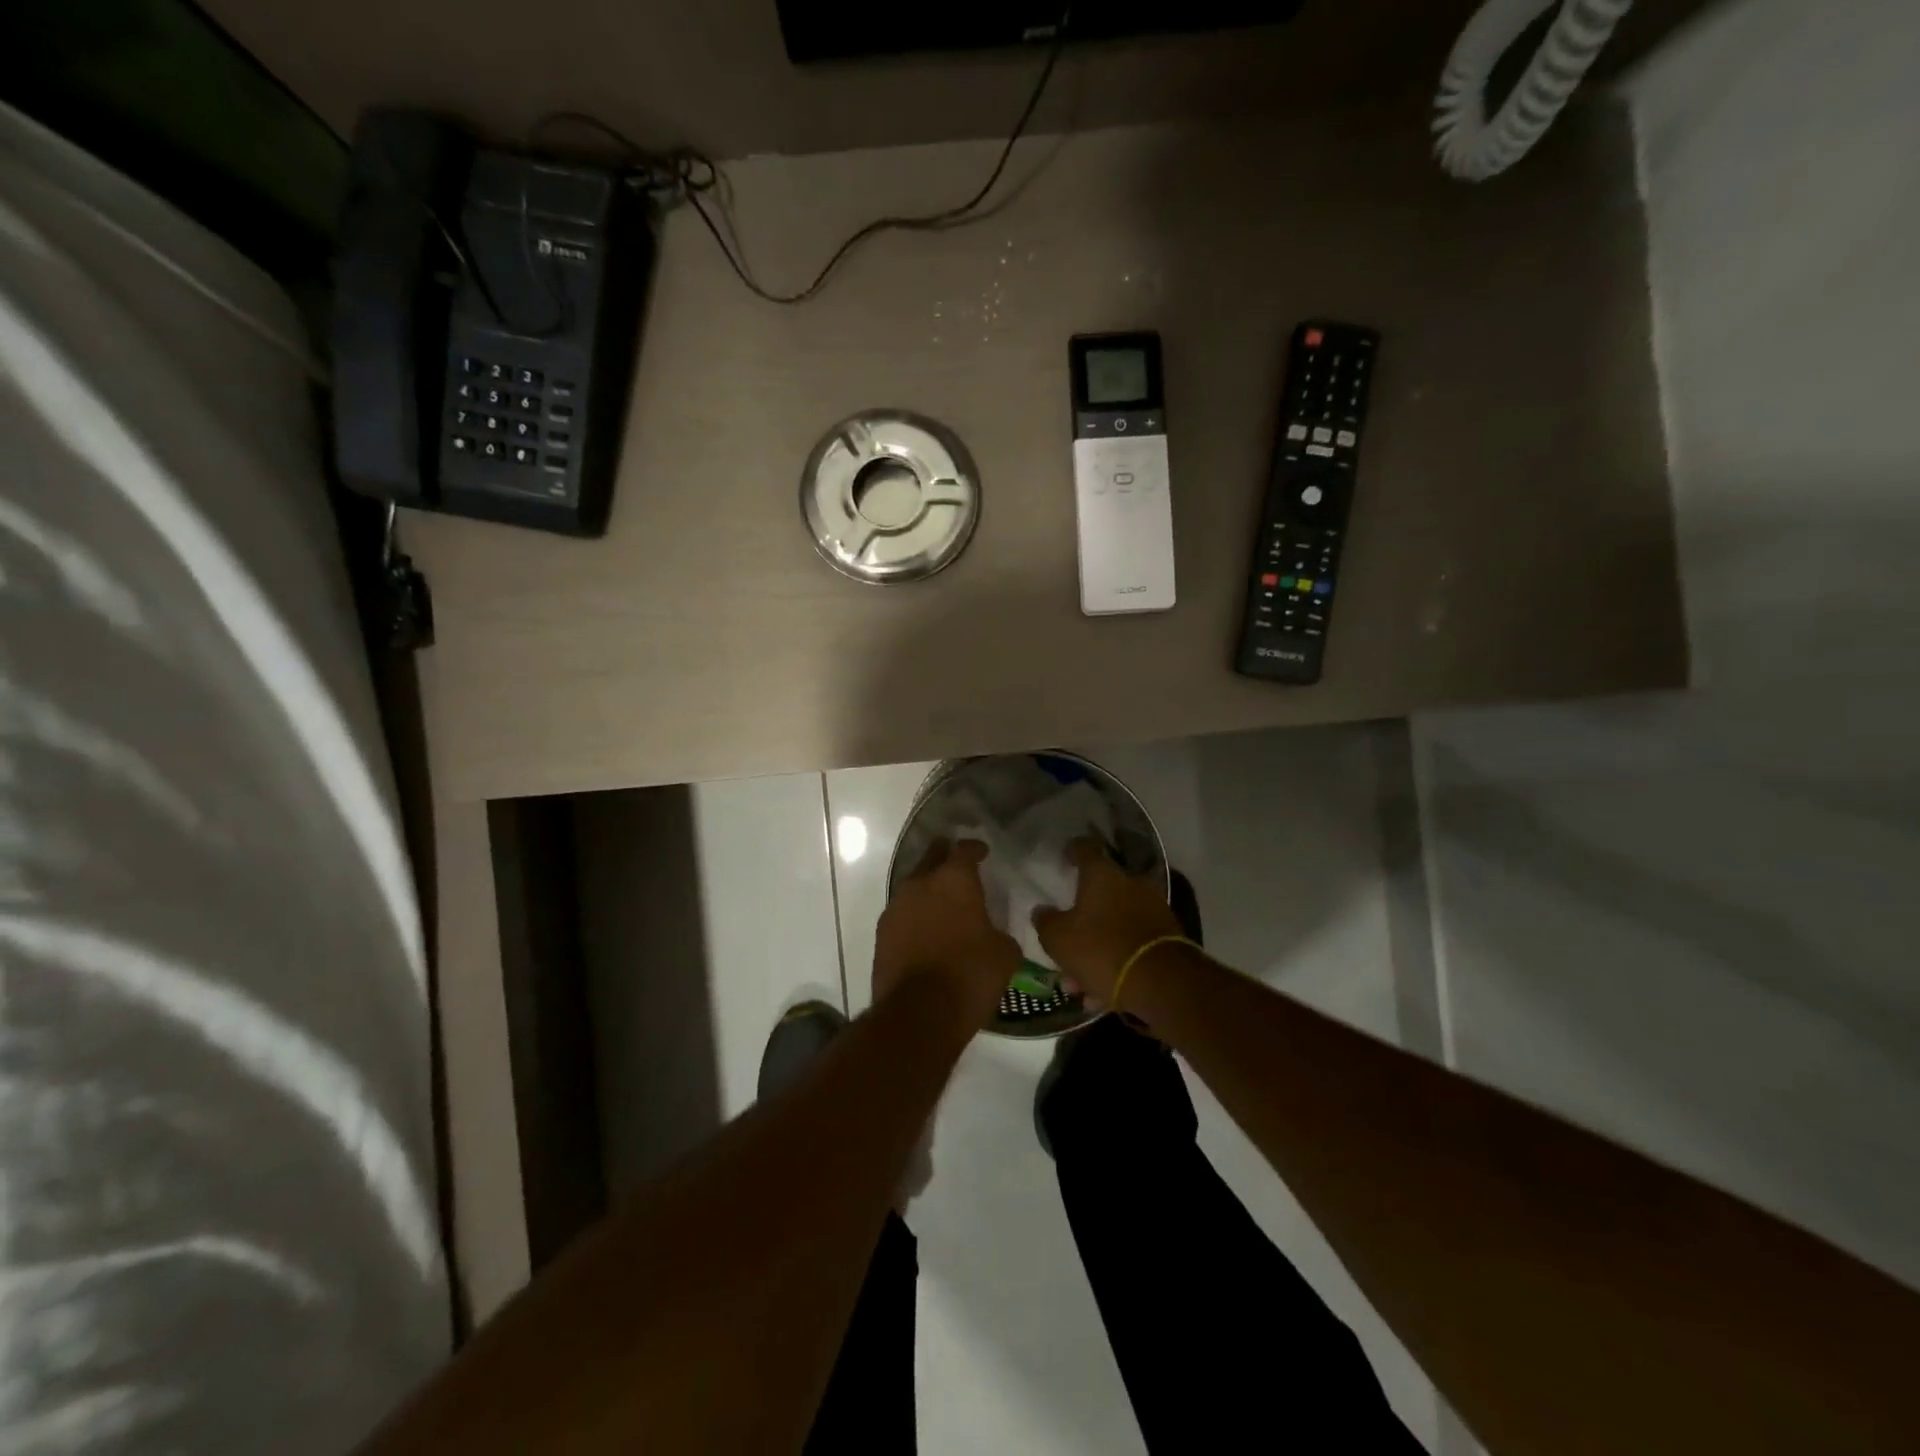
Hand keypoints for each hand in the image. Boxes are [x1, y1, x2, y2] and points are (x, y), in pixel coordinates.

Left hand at [873, 839, 1020, 1028]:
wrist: (919, 1013)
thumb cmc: (970, 975)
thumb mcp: (1004, 954)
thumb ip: (999, 933)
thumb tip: (993, 935)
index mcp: (954, 880)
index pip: (965, 850)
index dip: (975, 849)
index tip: (983, 851)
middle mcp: (920, 884)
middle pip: (932, 858)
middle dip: (943, 856)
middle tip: (955, 862)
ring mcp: (896, 908)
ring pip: (913, 887)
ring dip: (926, 889)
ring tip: (940, 901)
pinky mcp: (881, 934)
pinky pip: (902, 915)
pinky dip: (914, 917)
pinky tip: (924, 929)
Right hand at [1032, 837, 1183, 1008]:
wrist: (1162, 984)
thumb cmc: (1101, 949)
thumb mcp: (1058, 938)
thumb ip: (1046, 921)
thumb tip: (1042, 910)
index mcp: (1103, 874)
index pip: (1085, 849)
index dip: (1072, 851)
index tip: (1065, 857)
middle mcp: (1132, 884)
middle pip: (1101, 893)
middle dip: (1083, 917)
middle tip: (1066, 940)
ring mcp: (1153, 909)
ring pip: (1115, 925)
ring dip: (1097, 948)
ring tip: (1078, 983)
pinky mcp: (1168, 938)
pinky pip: (1131, 946)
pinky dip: (1115, 963)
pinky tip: (1100, 994)